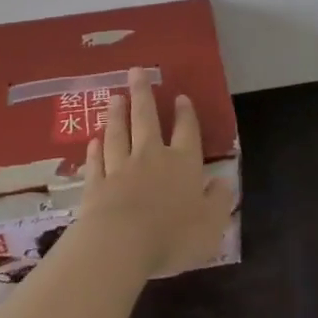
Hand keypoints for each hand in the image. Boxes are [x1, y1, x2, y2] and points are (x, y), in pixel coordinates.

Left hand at [79, 67, 236, 279]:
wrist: (120, 246)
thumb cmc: (172, 236)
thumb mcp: (211, 225)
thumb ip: (219, 201)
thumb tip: (224, 182)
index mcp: (182, 164)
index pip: (186, 132)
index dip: (185, 114)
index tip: (180, 97)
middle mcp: (151, 158)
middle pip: (146, 119)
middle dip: (142, 94)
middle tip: (136, 71)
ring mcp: (120, 169)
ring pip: (118, 135)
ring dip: (117, 115)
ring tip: (115, 97)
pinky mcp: (95, 187)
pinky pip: (96, 163)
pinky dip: (95, 150)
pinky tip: (93, 141)